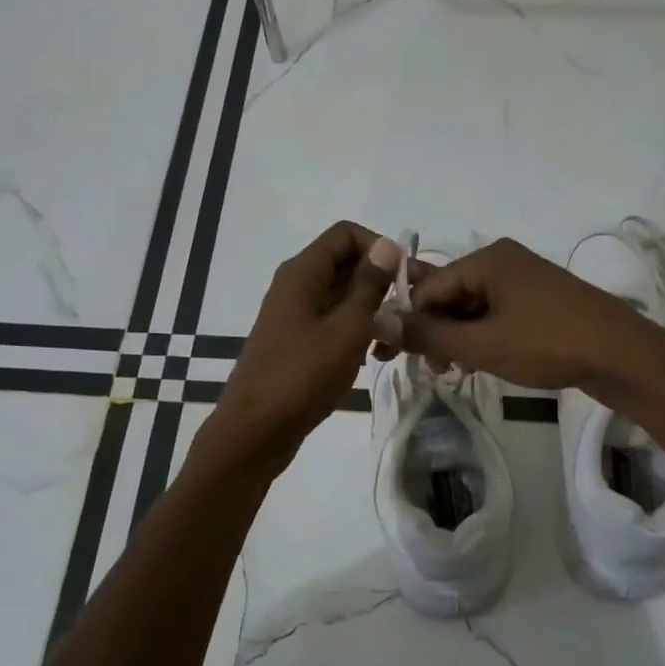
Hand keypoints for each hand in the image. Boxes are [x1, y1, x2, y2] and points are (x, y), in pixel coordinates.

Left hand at [205, 222, 400, 475]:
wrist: (255, 432)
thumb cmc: (302, 376)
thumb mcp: (347, 328)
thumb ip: (369, 285)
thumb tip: (389, 245)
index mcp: (303, 273)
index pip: (346, 234)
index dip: (380, 249)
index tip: (406, 281)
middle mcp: (296, 286)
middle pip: (346, 264)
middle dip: (381, 284)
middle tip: (409, 315)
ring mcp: (295, 315)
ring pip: (343, 297)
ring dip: (372, 313)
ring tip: (393, 343)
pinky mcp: (297, 342)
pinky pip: (333, 323)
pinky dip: (355, 333)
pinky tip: (372, 357)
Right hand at [398, 237, 664, 397]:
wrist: (624, 356)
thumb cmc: (548, 344)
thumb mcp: (482, 344)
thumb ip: (429, 334)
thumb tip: (378, 319)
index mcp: (488, 259)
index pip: (429, 286)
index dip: (411, 321)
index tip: (398, 357)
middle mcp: (504, 260)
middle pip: (450, 294)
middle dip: (436, 331)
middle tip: (433, 369)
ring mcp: (525, 279)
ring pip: (473, 307)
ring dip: (458, 338)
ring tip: (455, 371)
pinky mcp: (540, 300)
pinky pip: (496, 313)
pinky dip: (482, 336)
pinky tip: (479, 362)